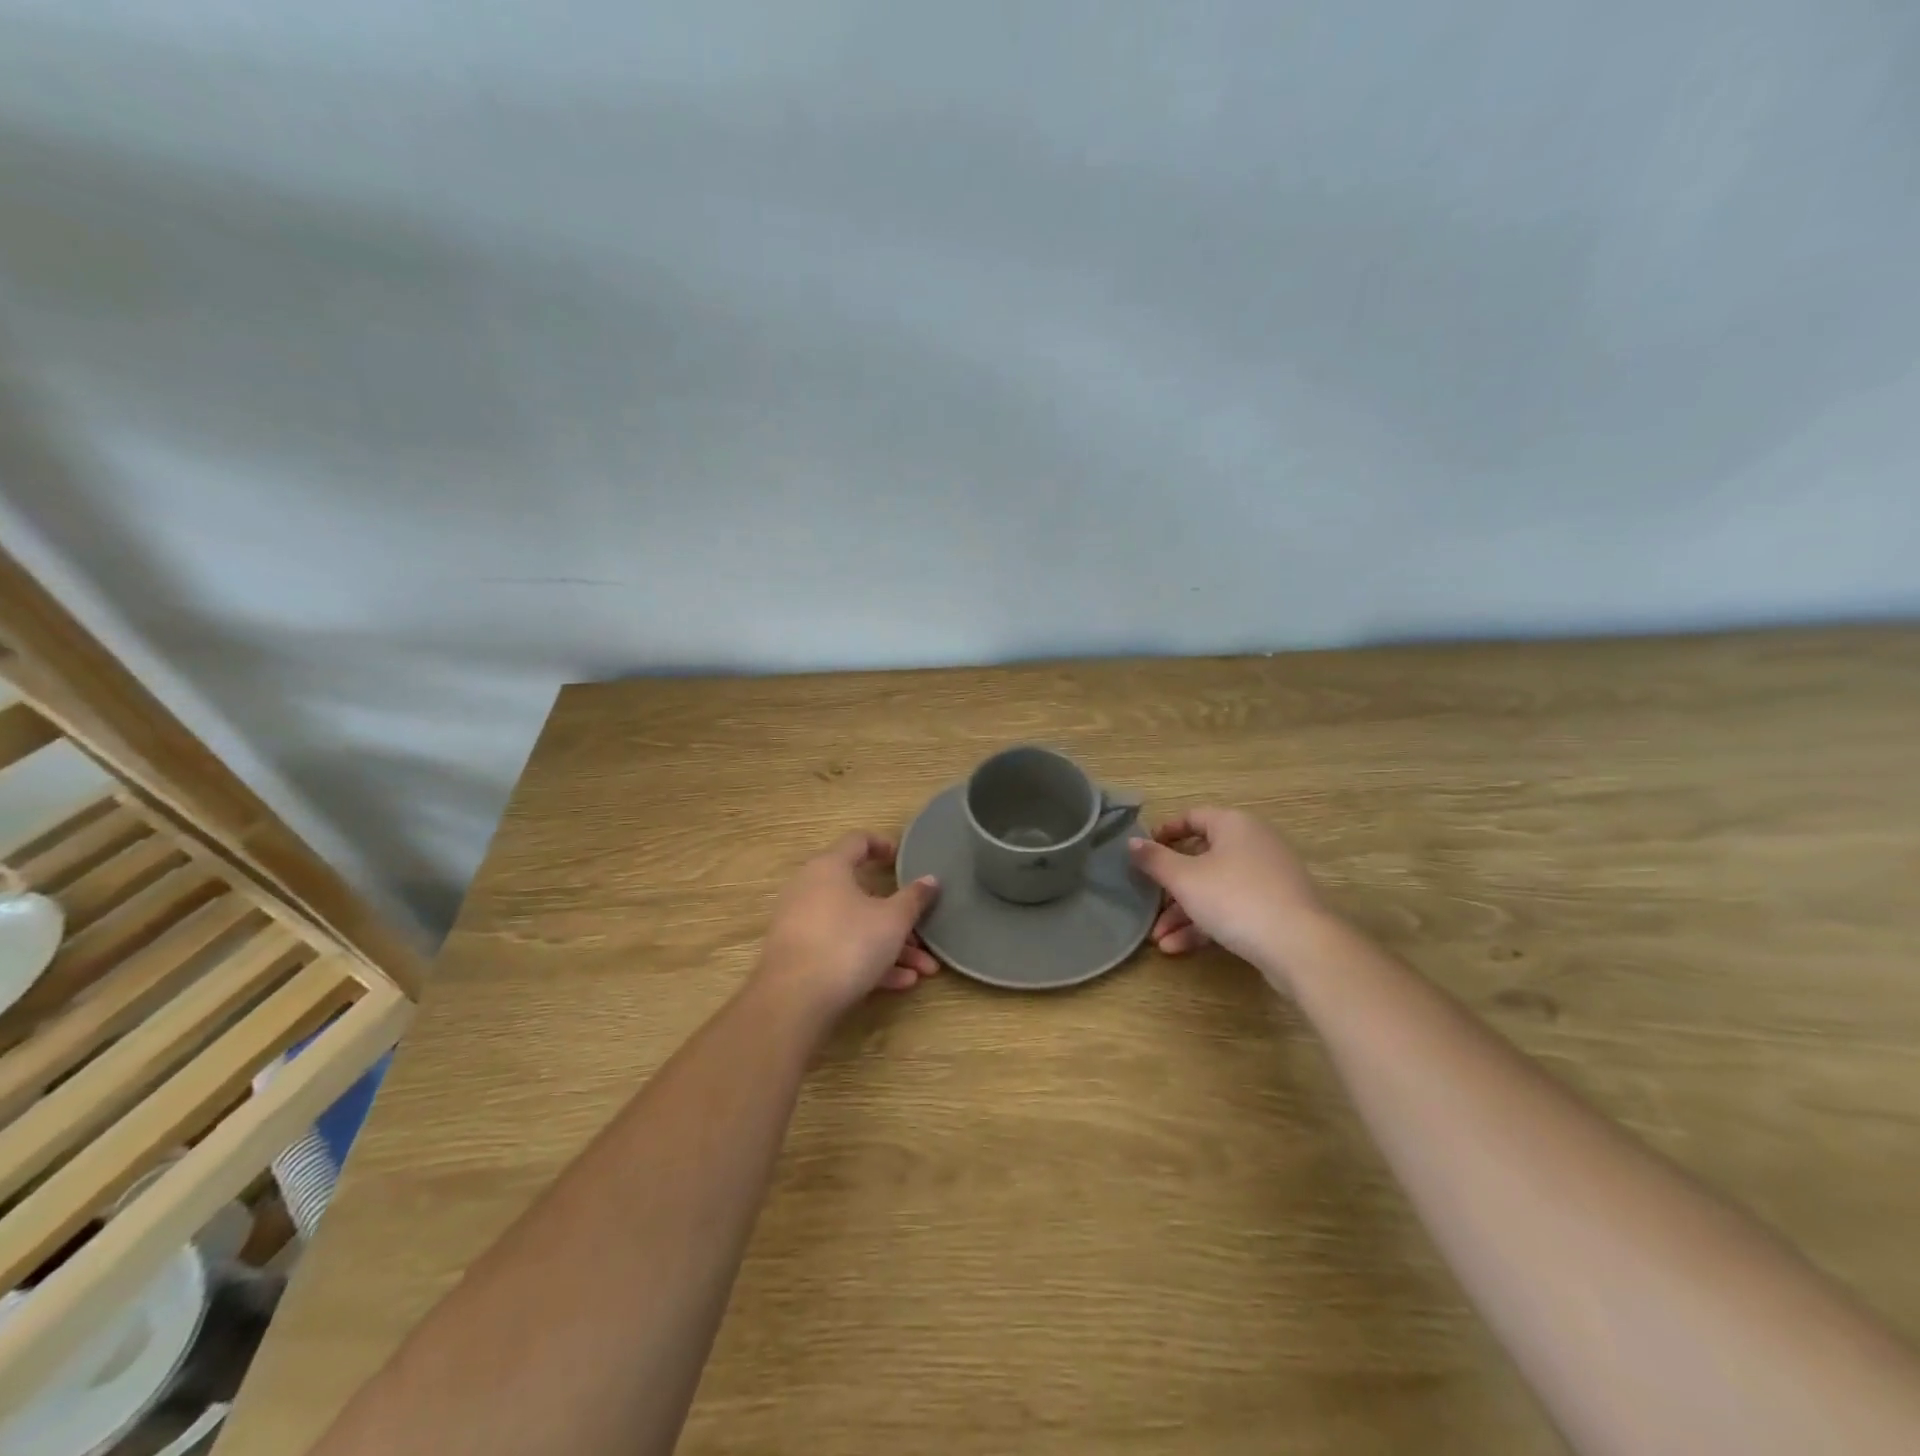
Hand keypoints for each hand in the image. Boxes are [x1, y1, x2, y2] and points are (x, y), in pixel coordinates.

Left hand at [754, 832, 940, 1020]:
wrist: (793, 1000)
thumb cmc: (848, 943)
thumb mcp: (893, 921)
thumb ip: (914, 898)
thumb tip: (930, 880)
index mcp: (830, 867)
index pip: (858, 841)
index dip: (884, 846)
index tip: (904, 861)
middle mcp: (811, 889)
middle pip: (862, 895)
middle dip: (899, 918)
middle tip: (923, 934)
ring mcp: (801, 924)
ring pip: (855, 927)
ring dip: (892, 946)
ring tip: (923, 970)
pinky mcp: (799, 956)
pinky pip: (840, 950)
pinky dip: (869, 961)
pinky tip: (900, 983)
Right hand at [1128, 807, 1331, 984]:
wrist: (1300, 946)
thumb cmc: (1235, 898)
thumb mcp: (1185, 879)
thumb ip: (1155, 860)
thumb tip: (1132, 842)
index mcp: (1234, 825)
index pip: (1192, 817)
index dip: (1164, 833)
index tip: (1142, 853)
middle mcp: (1253, 844)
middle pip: (1201, 858)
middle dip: (1170, 887)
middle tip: (1149, 904)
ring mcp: (1267, 878)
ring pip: (1214, 889)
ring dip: (1183, 913)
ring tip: (1159, 939)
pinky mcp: (1275, 909)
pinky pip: (1232, 909)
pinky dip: (1205, 924)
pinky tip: (1179, 948)